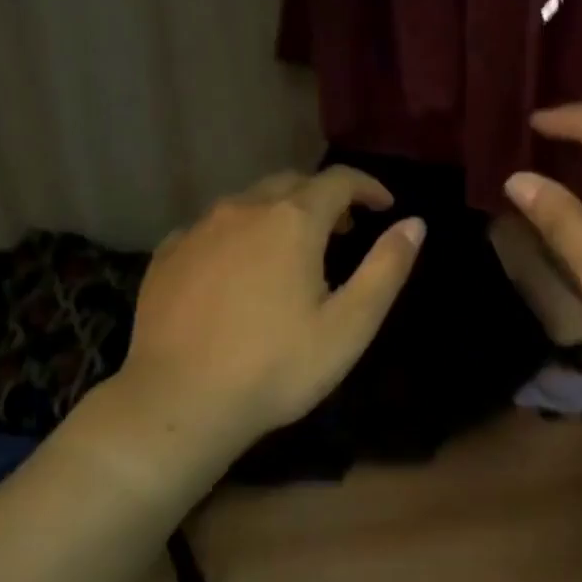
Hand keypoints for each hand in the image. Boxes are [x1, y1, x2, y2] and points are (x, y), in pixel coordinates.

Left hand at [121, 167, 423, 447]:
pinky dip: (237, 235)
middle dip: (323, 198)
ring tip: (292, 249)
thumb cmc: (276, 367)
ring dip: (279, 213)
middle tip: (343, 229)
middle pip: (291, 183)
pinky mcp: (166, 256)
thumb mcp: (348, 326)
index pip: (338, 181)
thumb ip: (385, 269)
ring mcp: (197, 231)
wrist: (180, 401)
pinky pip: (211, 229)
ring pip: (247, 203)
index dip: (367, 187)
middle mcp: (242, 210)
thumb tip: (415, 224)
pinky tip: (236, 268)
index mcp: (292, 222)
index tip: (384, 206)